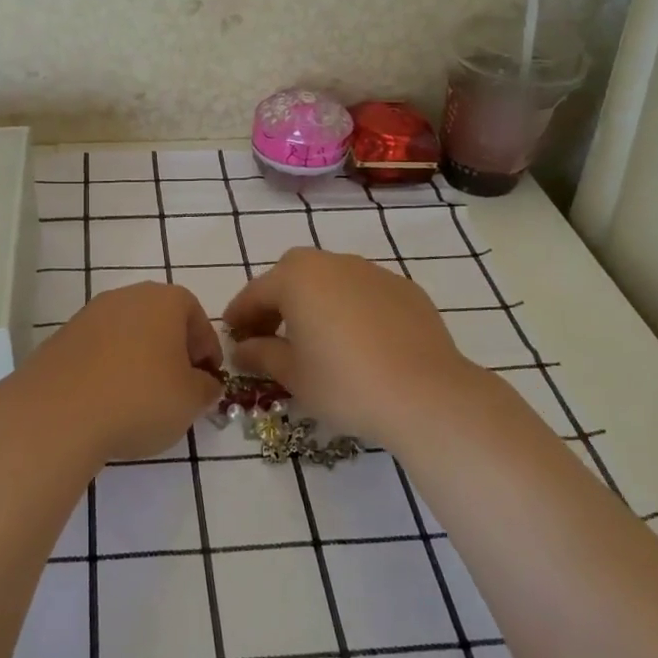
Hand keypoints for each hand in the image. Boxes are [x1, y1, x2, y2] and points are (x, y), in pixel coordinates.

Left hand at [6, 281, 223, 465]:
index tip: (208, 379)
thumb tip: (204, 383)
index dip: (207, 349)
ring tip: (141, 398)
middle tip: (178, 387)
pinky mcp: (62, 338)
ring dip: (139, 359)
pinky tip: (108, 400)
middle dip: (173, 351)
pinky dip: (109, 368)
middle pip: (160, 320)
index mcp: (165, 300)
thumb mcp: (191, 400)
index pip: (197, 317)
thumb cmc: (140, 398)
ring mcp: (89, 314)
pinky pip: (98, 350)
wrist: (57, 413)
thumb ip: (206, 388)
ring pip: (127, 334)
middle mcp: (126, 296)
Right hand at [223, 249, 483, 449]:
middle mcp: (333, 263)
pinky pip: (363, 292)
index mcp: (297, 278)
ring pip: (331, 280)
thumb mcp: (293, 375)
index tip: (231, 335)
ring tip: (314, 337)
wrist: (426, 394)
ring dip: (314, 301)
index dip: (240, 315)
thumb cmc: (345, 383)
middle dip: (276, 300)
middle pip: (293, 275)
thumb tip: (242, 349)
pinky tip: (356, 340)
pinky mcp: (405, 289)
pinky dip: (350, 308)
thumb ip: (261, 354)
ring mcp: (373, 272)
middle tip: (269, 333)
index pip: (256, 292)